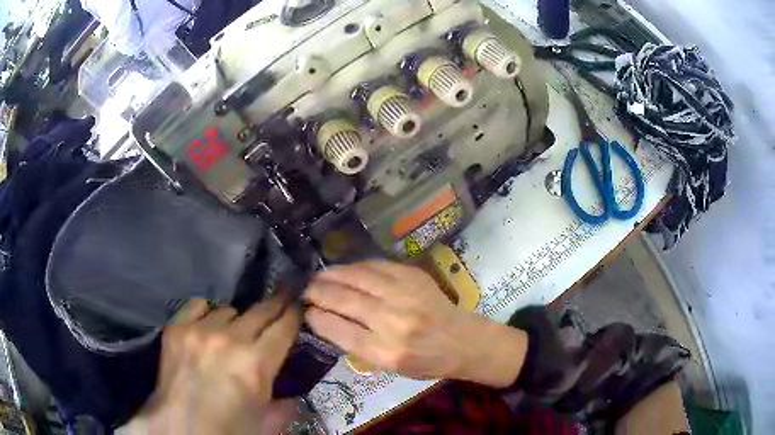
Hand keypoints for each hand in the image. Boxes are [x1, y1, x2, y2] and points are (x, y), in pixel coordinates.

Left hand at [124, 297, 300, 434]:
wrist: (180, 428)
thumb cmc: (228, 430)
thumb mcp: (267, 424)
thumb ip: (286, 406)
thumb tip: (294, 394)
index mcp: (256, 364)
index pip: (284, 327)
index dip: (294, 314)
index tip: (299, 304)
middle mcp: (229, 339)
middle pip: (260, 310)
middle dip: (274, 306)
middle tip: (281, 300)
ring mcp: (199, 330)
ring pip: (229, 310)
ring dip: (237, 320)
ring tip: (234, 333)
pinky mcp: (176, 328)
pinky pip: (198, 305)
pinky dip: (207, 313)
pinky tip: (207, 325)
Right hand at [304, 261, 527, 386]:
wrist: (462, 340)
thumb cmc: (425, 362)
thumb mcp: (390, 368)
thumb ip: (359, 346)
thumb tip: (326, 321)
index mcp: (387, 351)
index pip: (340, 331)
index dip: (316, 318)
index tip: (305, 311)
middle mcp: (394, 321)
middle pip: (344, 300)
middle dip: (318, 292)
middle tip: (304, 290)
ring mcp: (405, 295)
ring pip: (357, 277)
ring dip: (332, 275)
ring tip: (318, 276)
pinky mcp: (413, 277)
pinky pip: (376, 266)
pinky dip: (356, 268)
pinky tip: (345, 270)